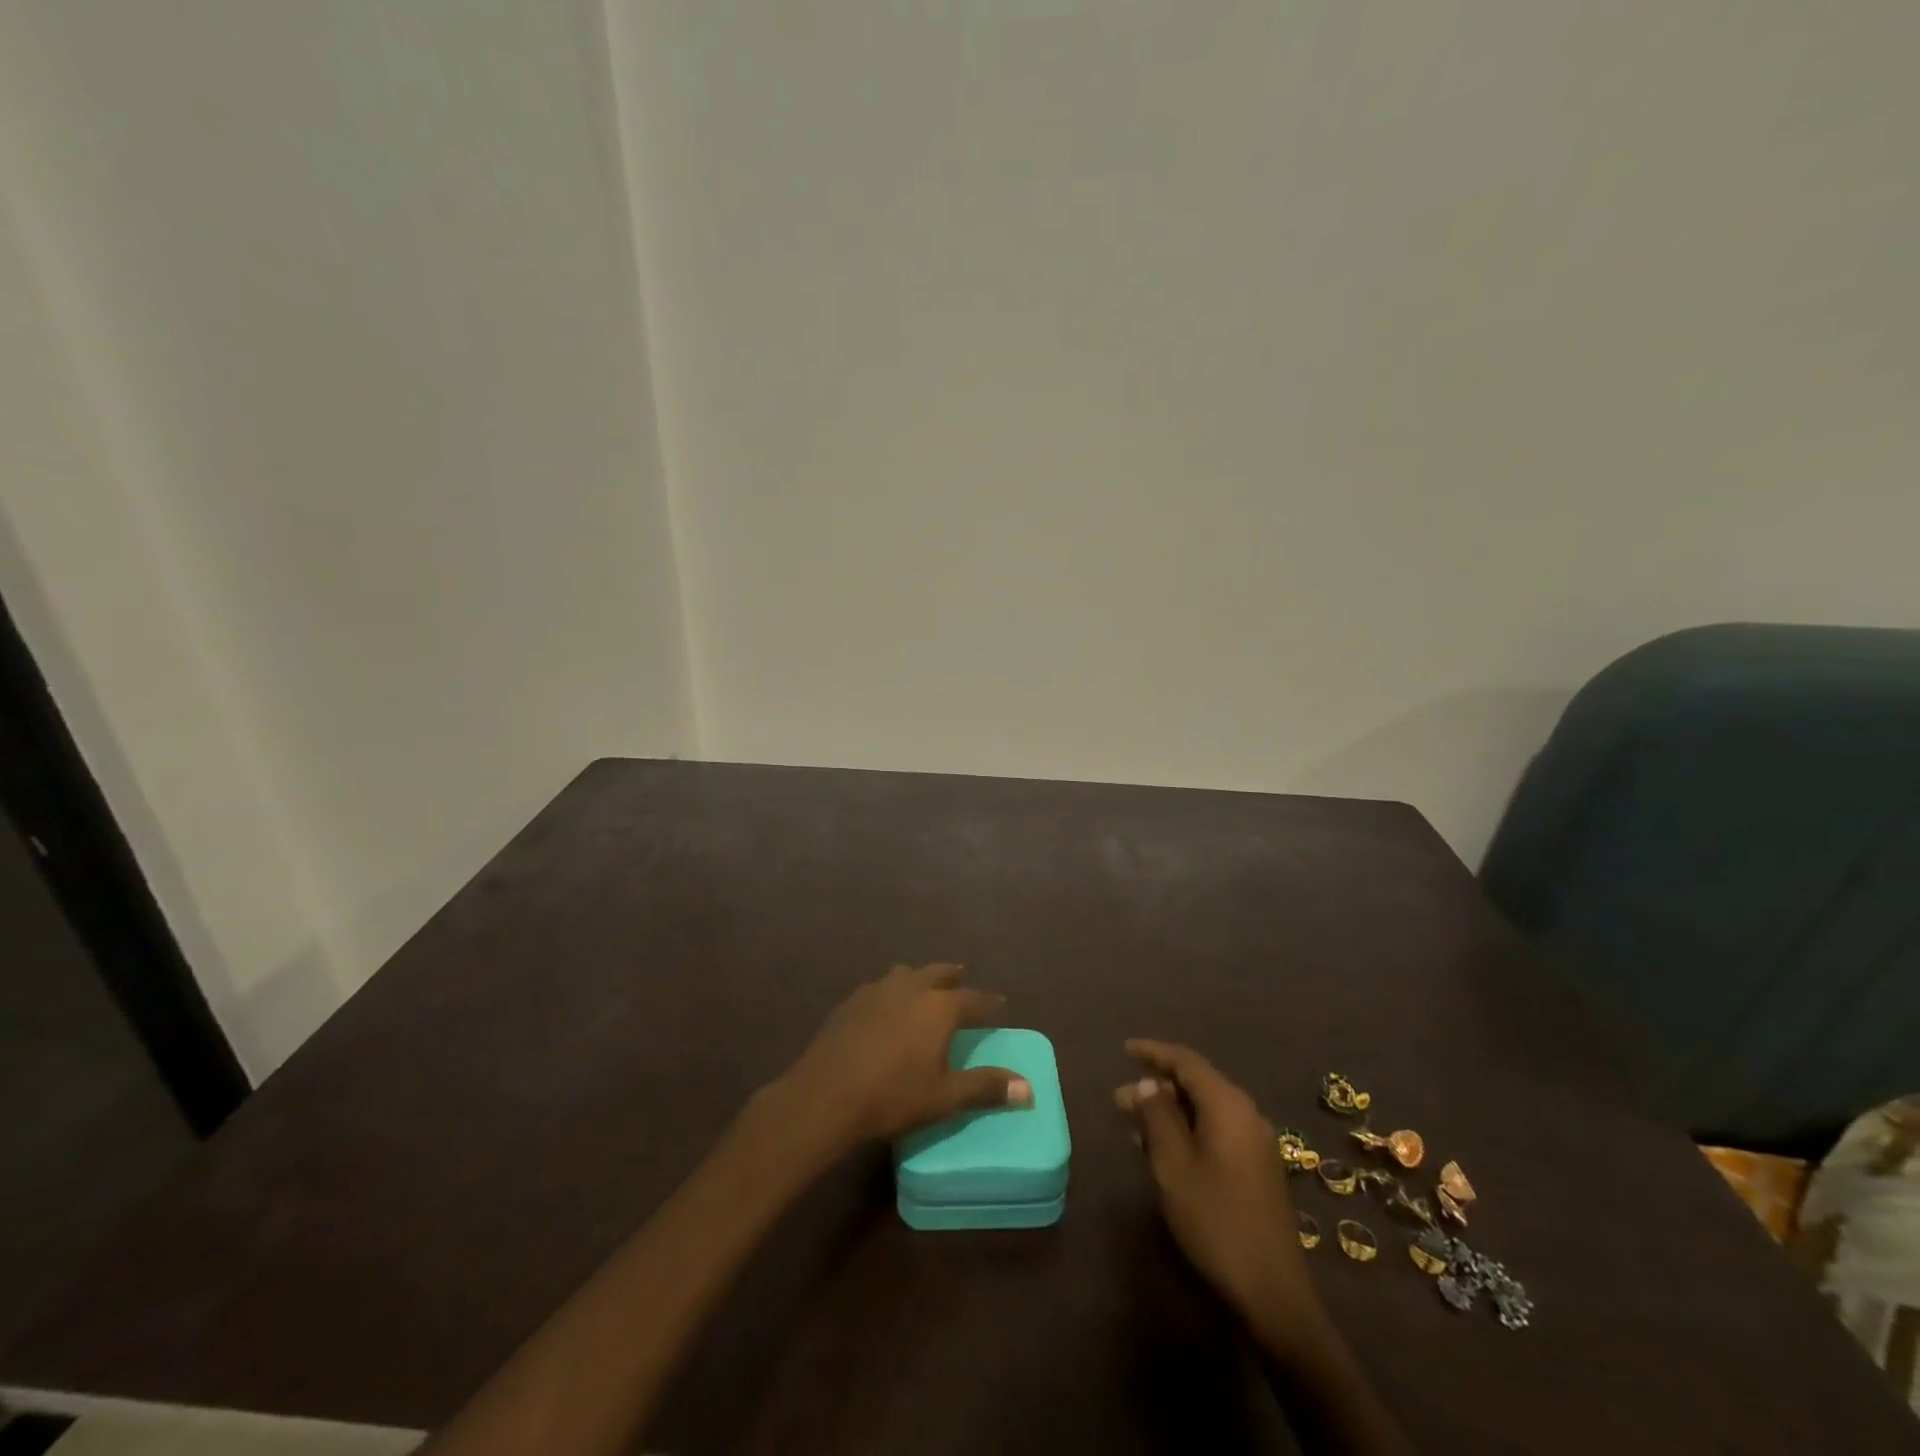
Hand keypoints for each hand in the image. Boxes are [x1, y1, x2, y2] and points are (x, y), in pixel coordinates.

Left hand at [773, 964, 1031, 1154]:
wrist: (825, 1096)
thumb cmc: (892, 1097)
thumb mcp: (944, 1097)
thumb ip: (986, 1088)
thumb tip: (1029, 1088)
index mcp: (938, 1007)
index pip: (974, 999)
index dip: (990, 1004)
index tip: (1001, 1007)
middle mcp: (911, 988)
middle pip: (939, 973)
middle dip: (954, 977)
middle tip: (963, 980)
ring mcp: (877, 990)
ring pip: (906, 974)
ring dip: (920, 978)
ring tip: (924, 989)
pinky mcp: (851, 1002)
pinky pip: (880, 987)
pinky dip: (892, 991)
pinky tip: (886, 1008)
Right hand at [1116, 1040, 1323, 1344]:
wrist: (1271, 1291)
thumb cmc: (1214, 1219)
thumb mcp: (1173, 1165)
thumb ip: (1157, 1116)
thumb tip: (1148, 1084)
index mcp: (1229, 1106)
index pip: (1186, 1062)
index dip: (1154, 1052)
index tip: (1124, 1050)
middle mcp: (1247, 1114)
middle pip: (1197, 1084)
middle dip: (1157, 1087)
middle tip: (1119, 1101)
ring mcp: (1256, 1142)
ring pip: (1205, 1110)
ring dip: (1170, 1112)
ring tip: (1133, 1126)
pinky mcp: (1257, 1167)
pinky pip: (1216, 1131)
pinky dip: (1187, 1130)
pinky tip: (1163, 1150)